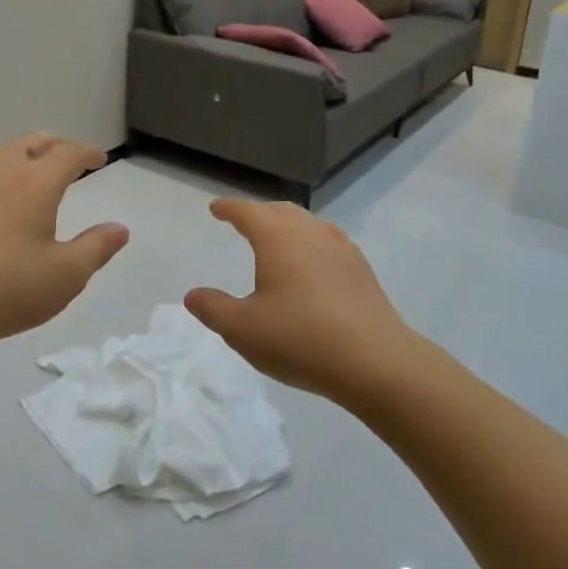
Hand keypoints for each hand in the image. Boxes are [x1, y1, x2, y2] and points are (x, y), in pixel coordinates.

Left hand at [0, 133, 128, 357]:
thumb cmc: (4, 288)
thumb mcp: (65, 275)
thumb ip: (96, 248)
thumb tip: (119, 228)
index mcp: (35, 181)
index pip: (68, 153)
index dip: (87, 153)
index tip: (99, 158)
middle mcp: (0, 169)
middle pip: (33, 142)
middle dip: (56, 146)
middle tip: (70, 158)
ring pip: (1, 152)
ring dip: (24, 154)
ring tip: (33, 170)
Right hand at [185, 199, 417, 401]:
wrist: (374, 360)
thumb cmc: (299, 339)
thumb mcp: (242, 329)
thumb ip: (214, 309)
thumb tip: (193, 295)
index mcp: (277, 238)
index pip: (248, 212)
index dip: (229, 208)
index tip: (216, 208)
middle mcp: (310, 233)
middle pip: (281, 211)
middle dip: (260, 212)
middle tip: (245, 221)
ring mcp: (341, 249)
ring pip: (309, 224)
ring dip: (289, 225)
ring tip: (280, 238)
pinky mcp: (362, 270)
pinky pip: (331, 242)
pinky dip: (313, 243)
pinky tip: (316, 264)